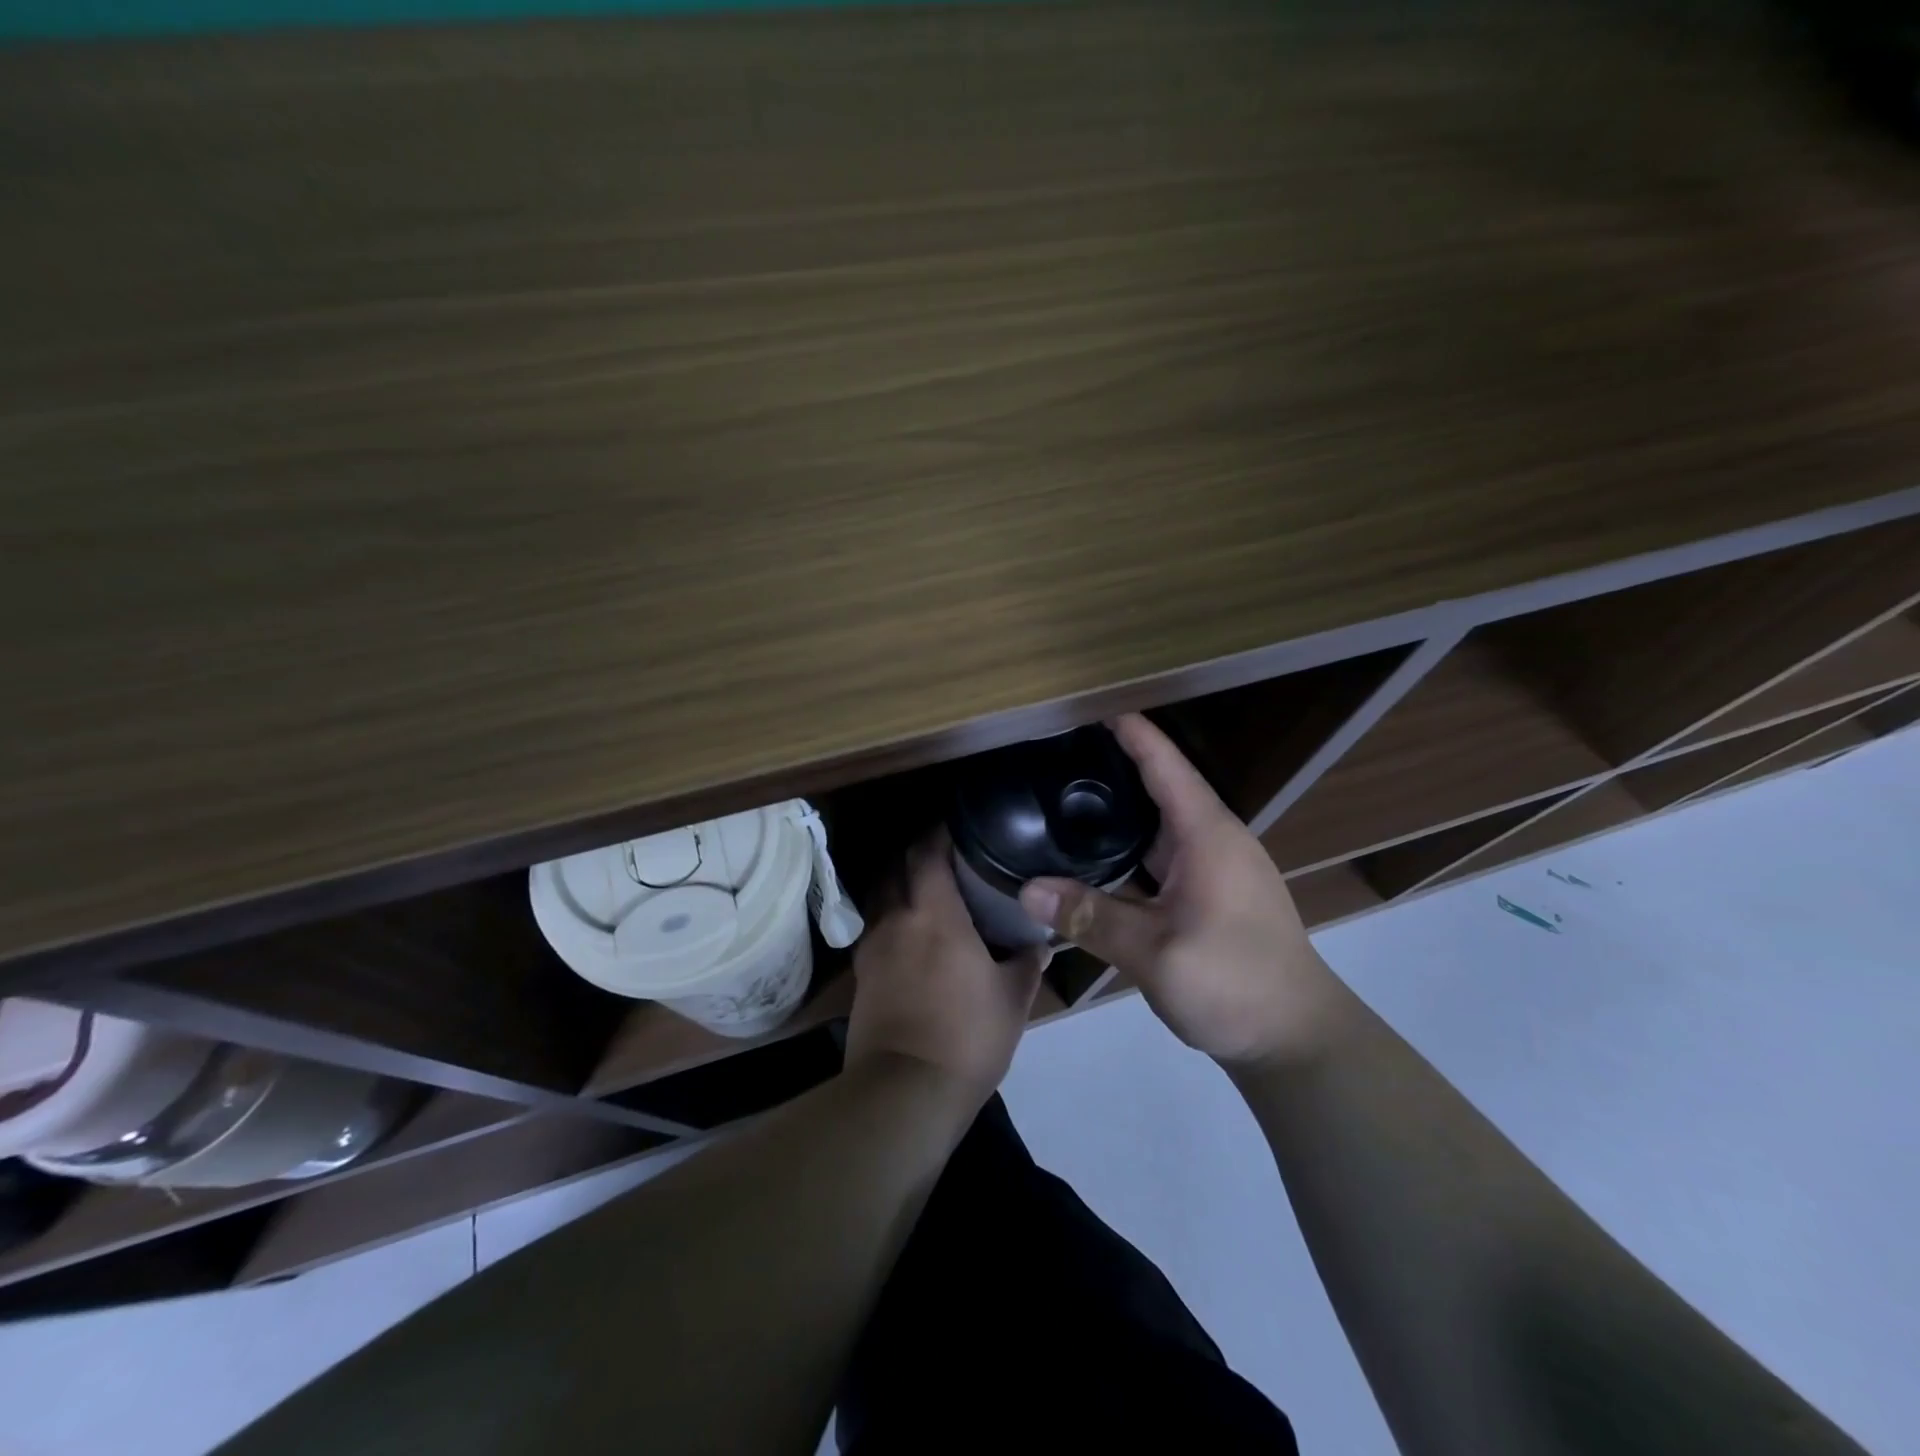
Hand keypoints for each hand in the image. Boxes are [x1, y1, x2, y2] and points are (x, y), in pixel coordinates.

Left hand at [846, 829, 1048, 1106]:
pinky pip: (873, 930)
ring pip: (879, 897)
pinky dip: (889, 919)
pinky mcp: (861, 976)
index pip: (927, 853)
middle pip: (894, 867)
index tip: (955, 826)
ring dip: (896, 885)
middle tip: (941, 856)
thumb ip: (1026, 963)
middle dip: (913, 854)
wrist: (905, 1092)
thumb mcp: (1012, 1000)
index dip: (937, 833)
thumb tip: (1038, 943)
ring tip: (923, 892)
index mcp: (935, 914)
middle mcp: (896, 919)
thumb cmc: (967, 1036)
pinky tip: (908, 936)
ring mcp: (872, 947)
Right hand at [1017, 713, 1344, 1066]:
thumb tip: (1026, 889)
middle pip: (1161, 786)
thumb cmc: (1235, 984)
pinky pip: (1163, 854)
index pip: (1164, 765)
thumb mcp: (1157, 953)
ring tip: (1067, 796)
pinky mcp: (1210, 895)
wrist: (1296, 1038)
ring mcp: (1214, 870)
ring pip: (1160, 824)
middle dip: (1115, 764)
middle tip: (1059, 753)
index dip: (1131, 732)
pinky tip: (1095, 856)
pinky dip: (1129, 846)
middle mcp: (1213, 841)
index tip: (1089, 707)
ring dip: (1122, 807)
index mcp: (1207, 836)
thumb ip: (1091, 918)